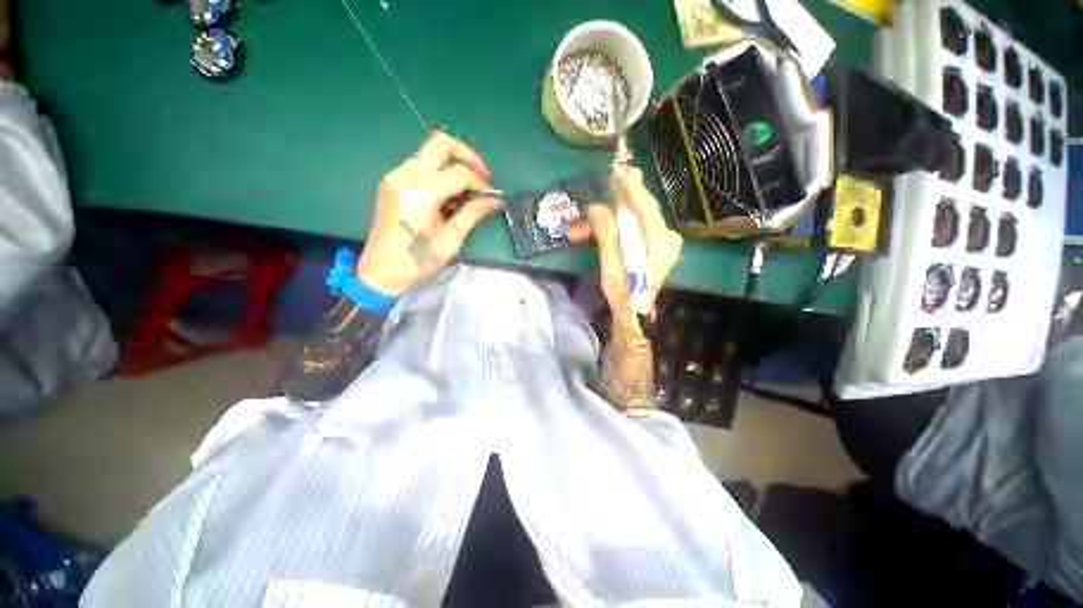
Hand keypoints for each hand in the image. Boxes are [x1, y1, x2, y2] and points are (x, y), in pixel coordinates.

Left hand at [355, 132, 500, 296]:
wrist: (380, 272)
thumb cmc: (418, 261)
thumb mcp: (451, 240)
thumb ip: (473, 214)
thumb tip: (496, 200)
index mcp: (421, 192)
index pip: (459, 172)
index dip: (480, 183)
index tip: (491, 197)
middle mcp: (405, 175)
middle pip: (440, 142)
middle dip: (466, 155)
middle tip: (481, 177)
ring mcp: (395, 176)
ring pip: (429, 152)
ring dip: (452, 163)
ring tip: (466, 189)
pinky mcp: (391, 183)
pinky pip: (420, 165)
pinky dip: (438, 172)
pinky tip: (447, 193)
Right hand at [588, 162, 682, 333]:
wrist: (634, 314)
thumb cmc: (623, 294)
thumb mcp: (612, 265)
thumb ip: (606, 235)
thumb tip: (597, 207)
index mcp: (661, 244)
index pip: (646, 208)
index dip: (630, 187)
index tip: (617, 168)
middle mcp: (666, 239)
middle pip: (643, 209)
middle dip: (620, 197)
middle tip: (608, 177)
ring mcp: (661, 242)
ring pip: (635, 219)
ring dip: (610, 219)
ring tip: (584, 222)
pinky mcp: (653, 246)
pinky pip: (634, 228)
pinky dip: (615, 228)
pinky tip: (593, 232)